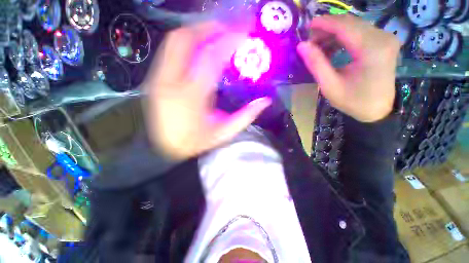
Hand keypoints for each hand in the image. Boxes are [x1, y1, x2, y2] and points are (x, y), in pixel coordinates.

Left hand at [144, 22, 271, 158]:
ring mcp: (158, 78)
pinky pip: (170, 51)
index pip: (211, 59)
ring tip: (216, 34)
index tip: (244, 33)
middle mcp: (170, 82)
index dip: (229, 41)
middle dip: (209, 27)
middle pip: (185, 39)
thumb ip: (245, 116)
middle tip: (229, 28)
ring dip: (197, 32)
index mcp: (191, 98)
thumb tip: (265, 101)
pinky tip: (200, 48)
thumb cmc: (195, 143)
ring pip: (174, 41)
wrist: (165, 149)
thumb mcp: (223, 134)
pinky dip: (187, 43)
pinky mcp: (154, 79)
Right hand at [297, 15, 399, 121]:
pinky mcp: (384, 42)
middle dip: (328, 29)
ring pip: (355, 25)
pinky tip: (333, 49)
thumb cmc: (353, 101)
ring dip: (334, 33)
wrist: (377, 110)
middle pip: (350, 23)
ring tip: (319, 48)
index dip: (324, 23)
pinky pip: (360, 31)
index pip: (345, 26)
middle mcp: (383, 38)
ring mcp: (386, 38)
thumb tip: (301, 46)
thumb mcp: (330, 85)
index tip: (307, 26)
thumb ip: (316, 64)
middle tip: (310, 43)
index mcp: (371, 50)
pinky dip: (344, 37)